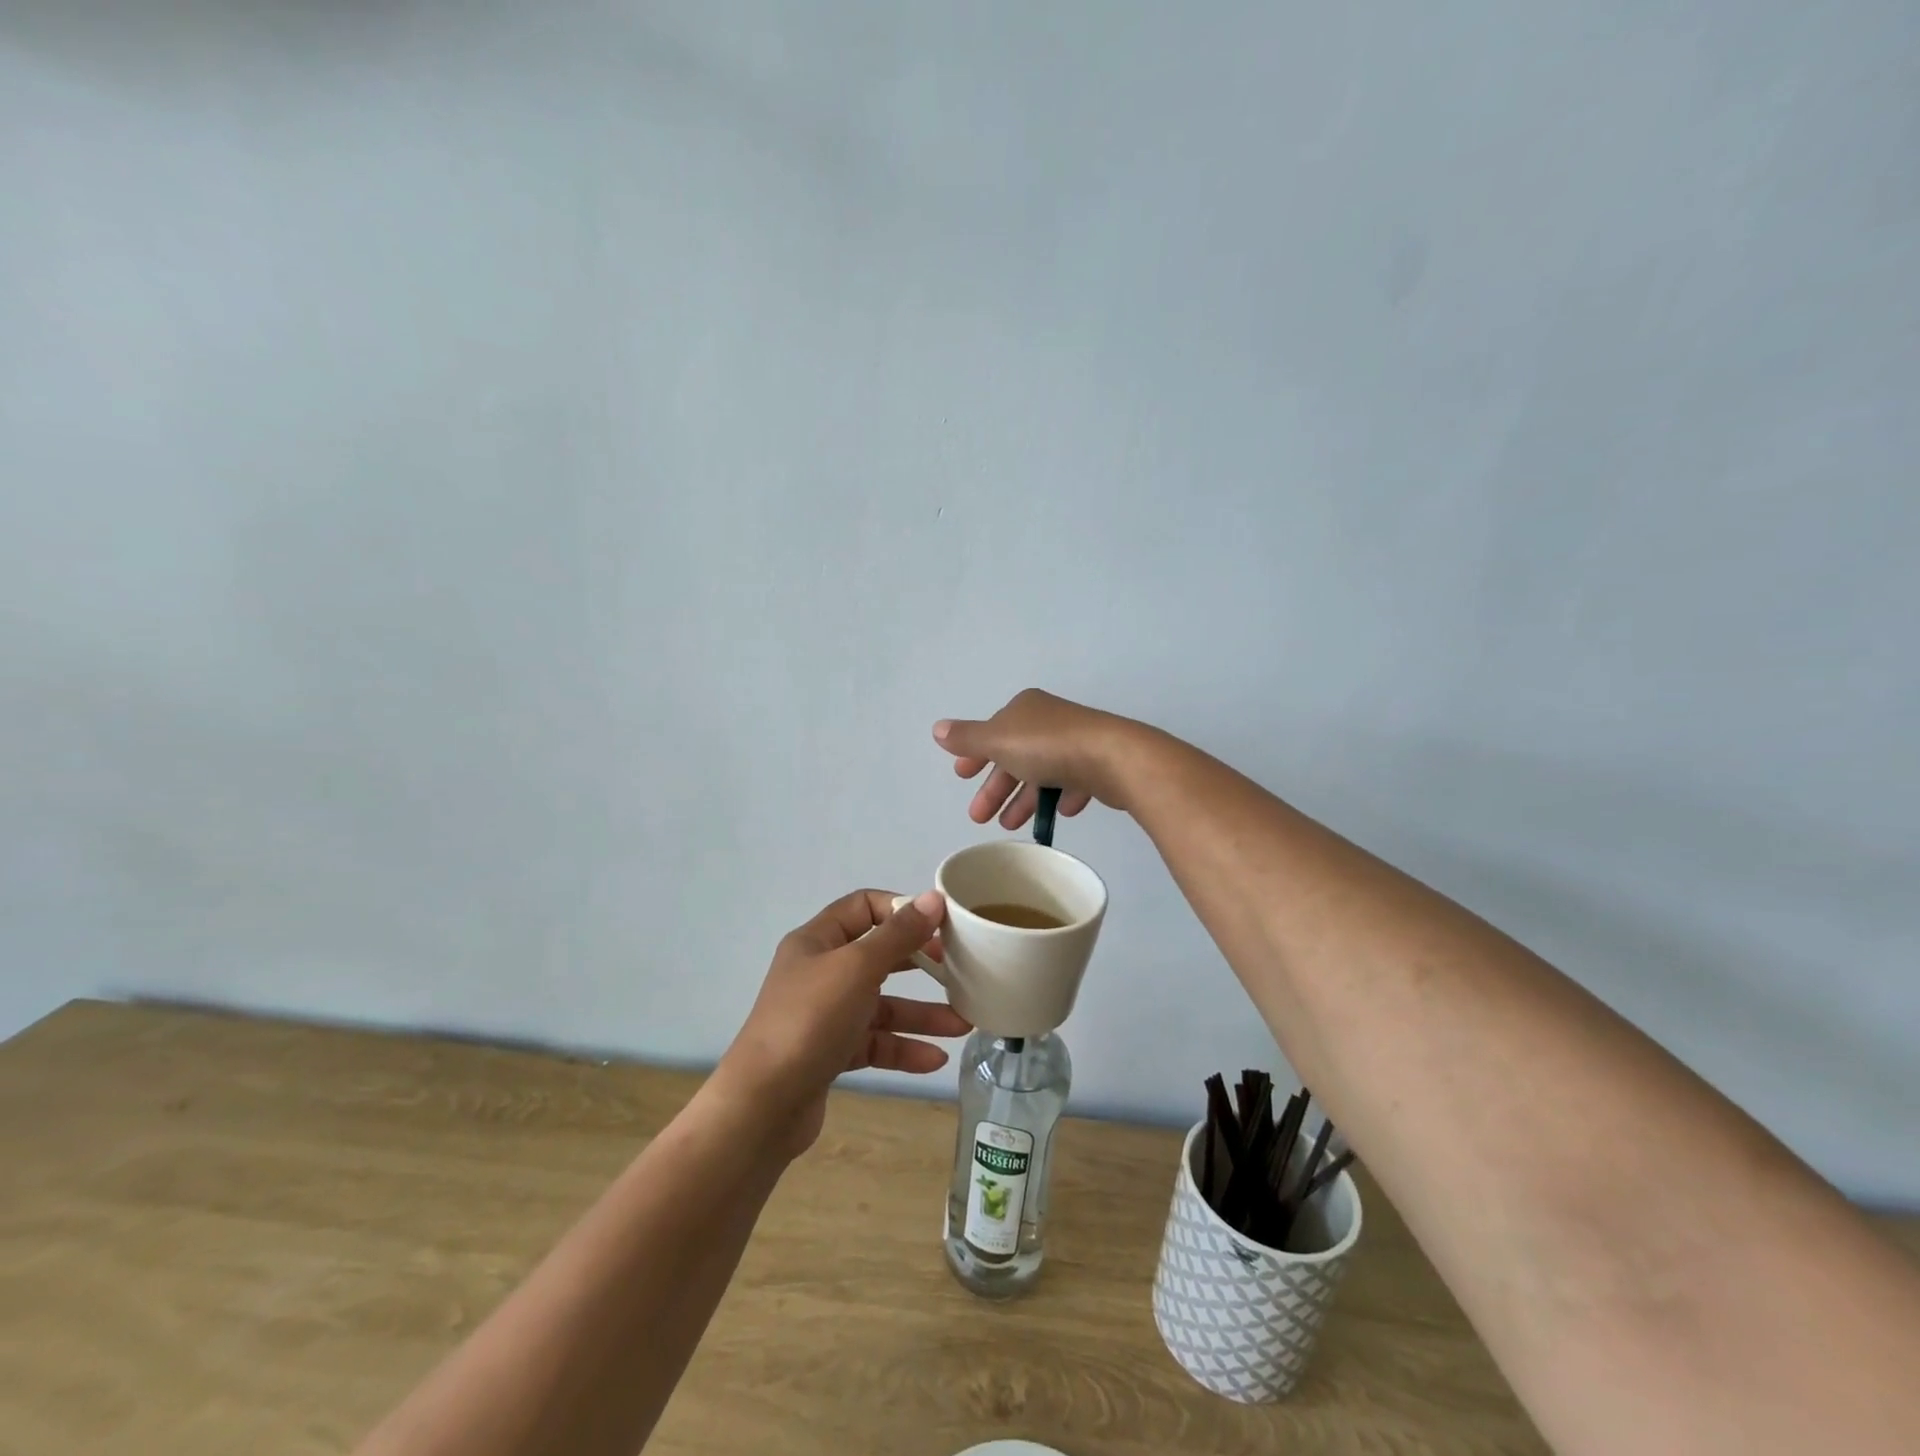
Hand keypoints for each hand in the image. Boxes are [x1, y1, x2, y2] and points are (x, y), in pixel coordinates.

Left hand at [714, 889, 970, 1157]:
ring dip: (921, 1014)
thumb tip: (932, 898)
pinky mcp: (831, 1054)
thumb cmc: (810, 1020)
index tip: (939, 924)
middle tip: (957, 969)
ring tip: (962, 1025)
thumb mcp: (857, 968)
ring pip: (881, 1005)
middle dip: (920, 964)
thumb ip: (898, 935)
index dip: (901, 910)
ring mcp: (825, 1015)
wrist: (762, 1105)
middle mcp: (820, 972)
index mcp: (818, 941)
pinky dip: (903, 1048)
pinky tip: (934, 1060)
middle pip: (878, 956)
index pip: (864, 907)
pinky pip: (874, 1043)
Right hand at [934, 688, 1146, 827]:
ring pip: (1041, 772)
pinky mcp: (1097, 764)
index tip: (962, 778)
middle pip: (1014, 756)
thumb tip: (937, 729)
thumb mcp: (998, 740)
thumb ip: (967, 738)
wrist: (1112, 758)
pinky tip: (1057, 814)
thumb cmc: (1048, 747)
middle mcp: (1049, 721)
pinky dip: (1060, 796)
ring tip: (1010, 826)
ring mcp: (1076, 742)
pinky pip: (1072, 782)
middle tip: (979, 817)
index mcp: (1025, 710)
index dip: (975, 755)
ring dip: (1023, 799)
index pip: (992, 732)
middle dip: (996, 787)